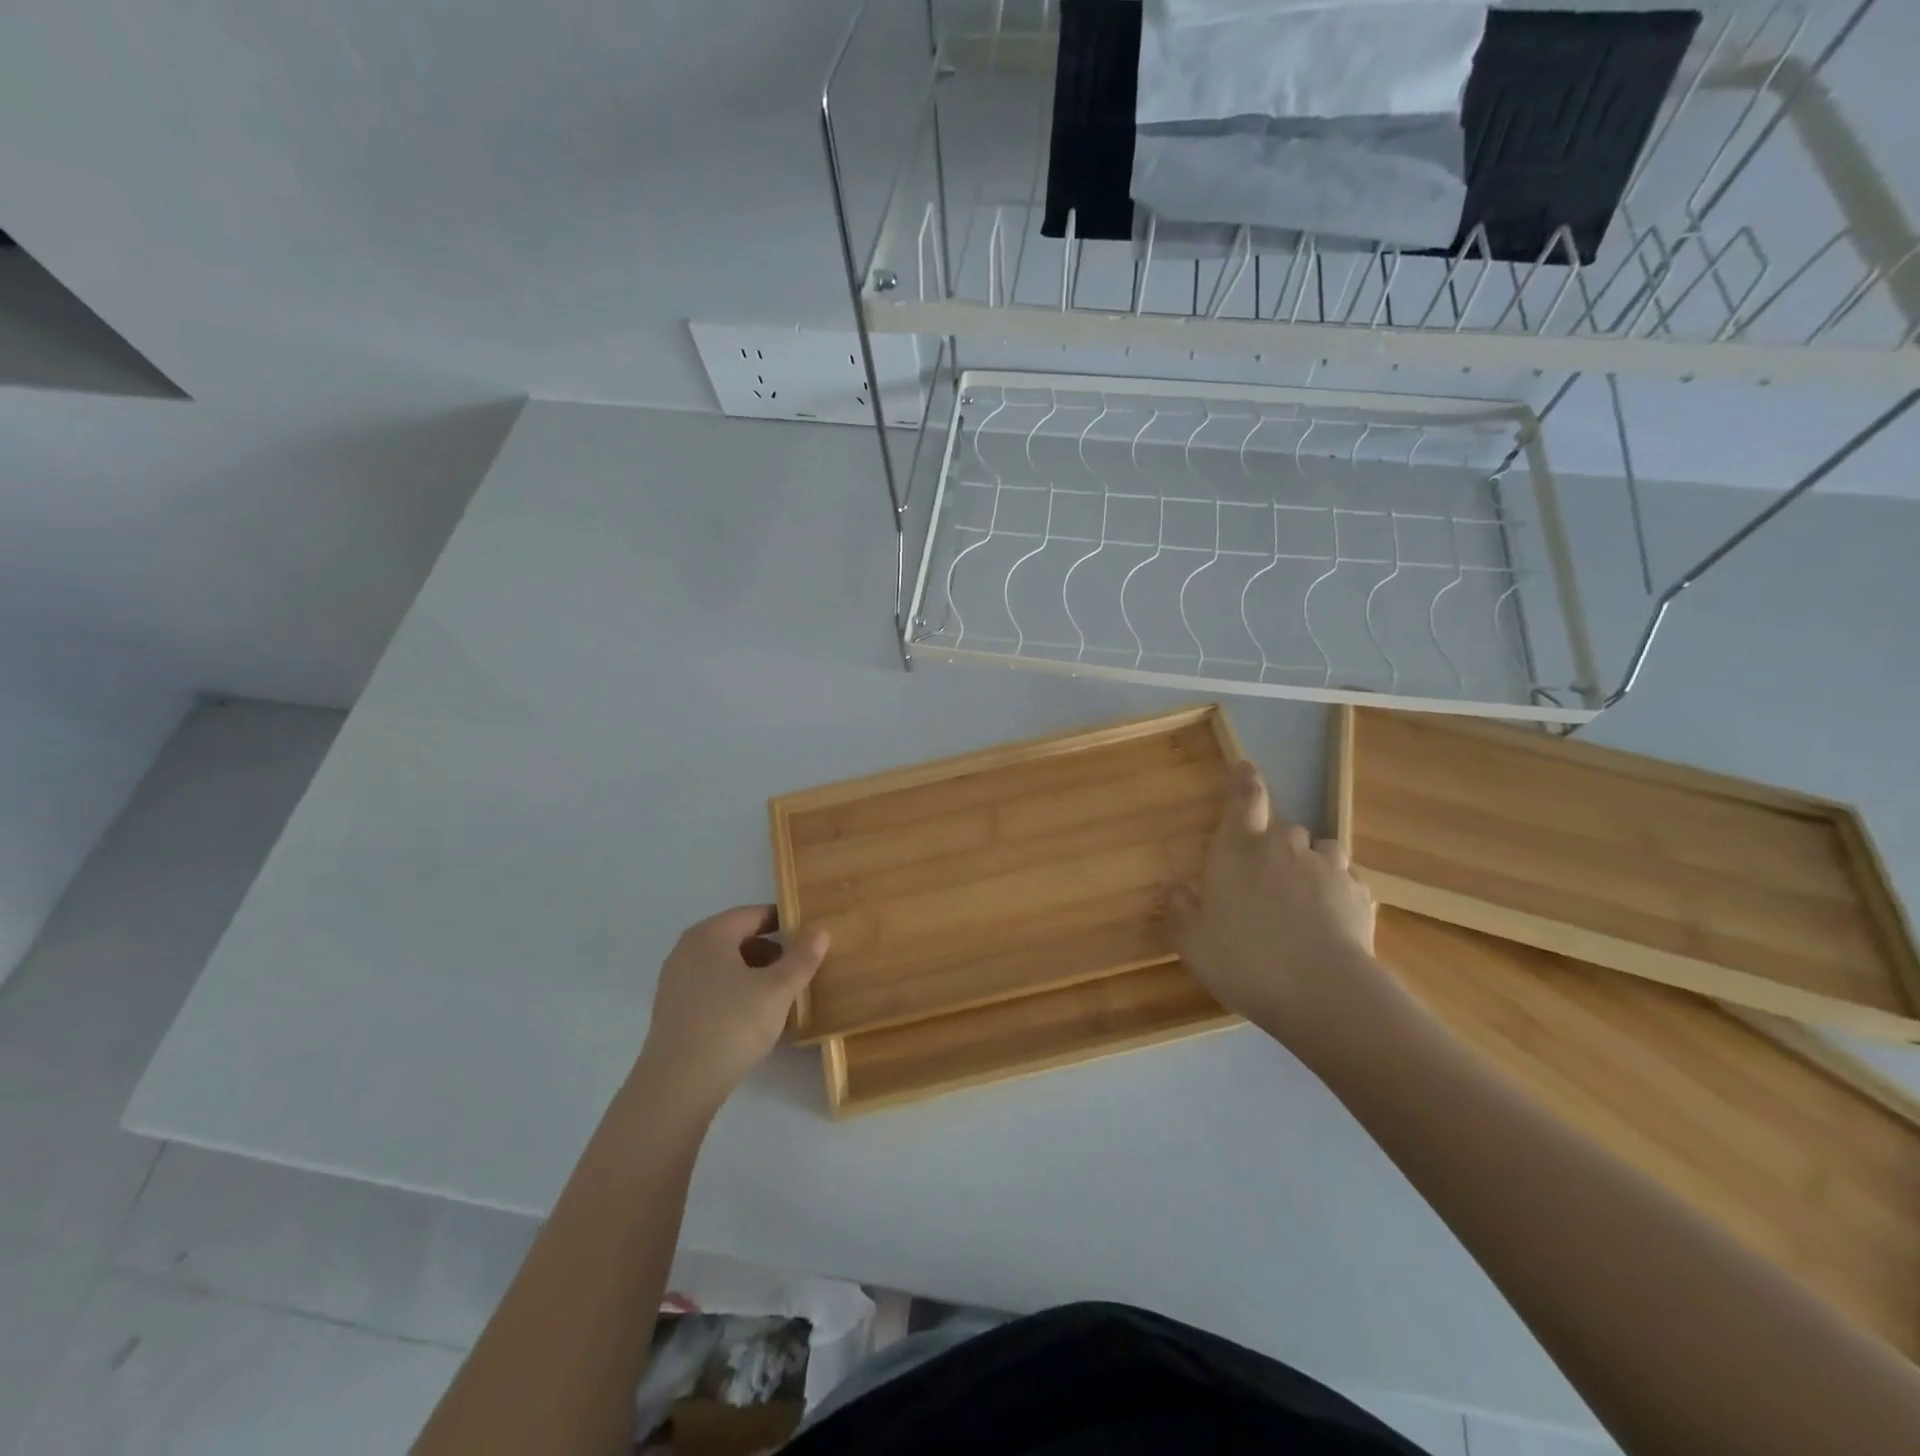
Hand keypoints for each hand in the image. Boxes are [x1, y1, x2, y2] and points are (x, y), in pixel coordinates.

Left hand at [638, 906, 827, 1110]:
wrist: (677, 1086)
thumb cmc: (732, 1025)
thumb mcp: (778, 989)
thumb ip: (802, 958)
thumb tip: (819, 932)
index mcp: (709, 934)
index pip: (752, 914)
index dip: (783, 921)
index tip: (809, 935)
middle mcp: (686, 950)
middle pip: (737, 939)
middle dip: (771, 951)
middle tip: (800, 967)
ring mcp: (675, 982)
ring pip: (724, 967)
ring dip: (754, 974)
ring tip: (782, 995)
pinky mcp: (672, 1012)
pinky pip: (712, 989)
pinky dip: (736, 993)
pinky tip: (755, 1018)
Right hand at [1164, 761, 1384, 1057]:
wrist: (1323, 992)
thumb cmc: (1245, 959)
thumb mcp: (1193, 942)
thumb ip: (1180, 911)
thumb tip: (1173, 889)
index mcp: (1240, 849)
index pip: (1244, 799)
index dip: (1244, 780)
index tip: (1245, 765)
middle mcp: (1285, 847)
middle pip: (1282, 828)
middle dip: (1274, 843)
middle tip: (1264, 876)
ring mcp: (1328, 869)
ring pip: (1321, 849)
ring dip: (1311, 862)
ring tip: (1304, 892)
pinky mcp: (1361, 896)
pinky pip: (1348, 881)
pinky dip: (1338, 892)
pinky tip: (1332, 918)